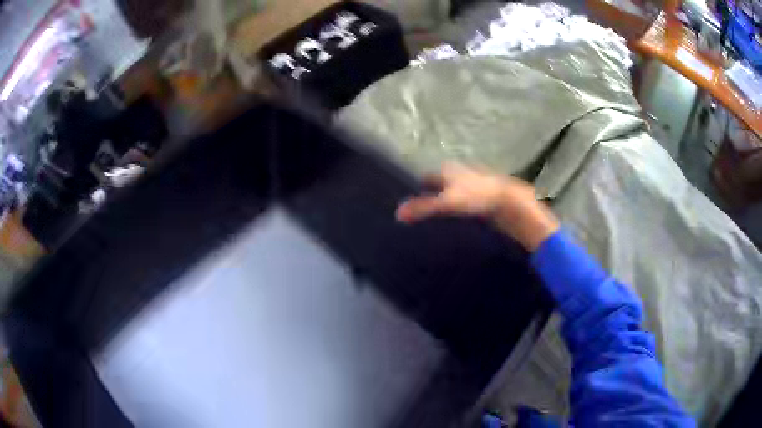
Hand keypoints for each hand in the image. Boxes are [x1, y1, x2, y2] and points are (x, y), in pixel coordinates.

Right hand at [396, 163, 559, 250]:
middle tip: (424, 209)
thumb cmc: (475, 196)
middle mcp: (461, 173)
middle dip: (434, 193)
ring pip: (456, 192)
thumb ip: (422, 208)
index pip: (428, 177)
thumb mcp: (446, 203)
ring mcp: (475, 184)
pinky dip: (462, 209)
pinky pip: (468, 202)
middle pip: (442, 183)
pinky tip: (460, 220)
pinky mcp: (485, 196)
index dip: (420, 186)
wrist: (509, 201)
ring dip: (449, 201)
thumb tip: (398, 214)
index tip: (412, 198)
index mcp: (449, 170)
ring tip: (440, 218)